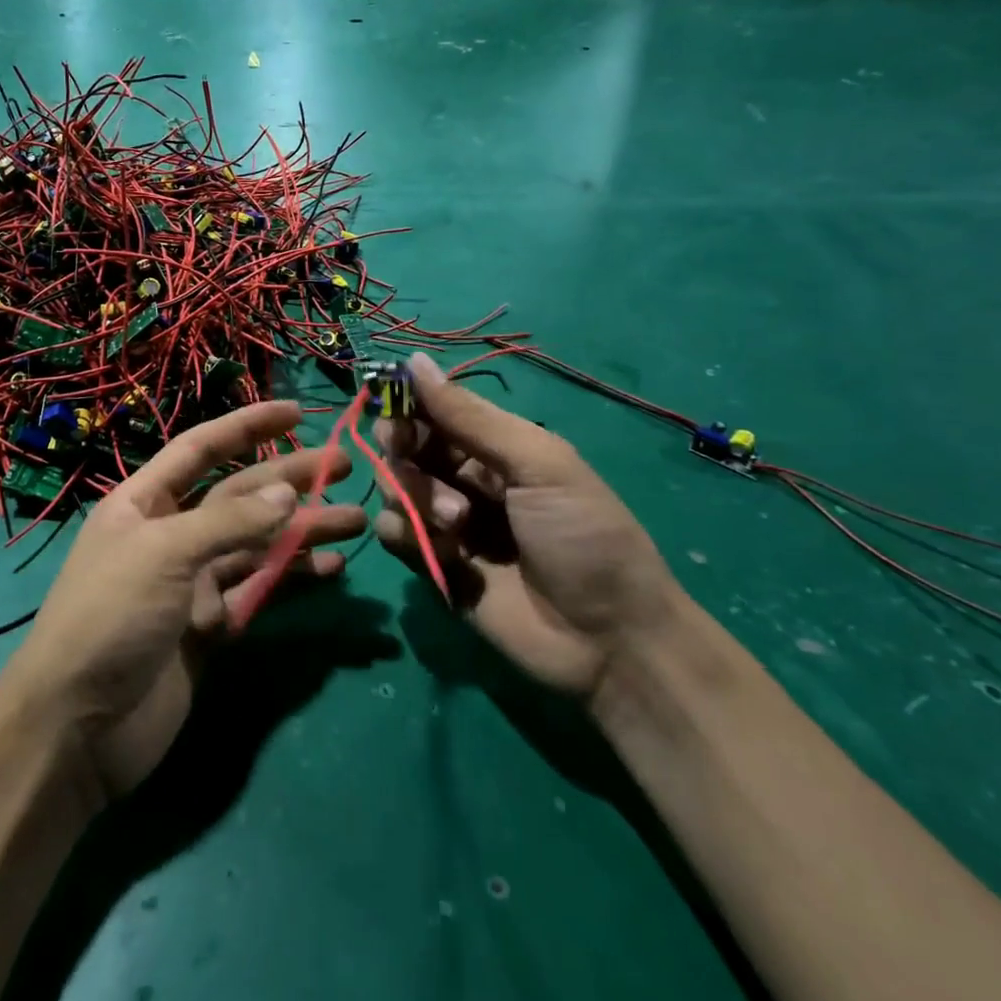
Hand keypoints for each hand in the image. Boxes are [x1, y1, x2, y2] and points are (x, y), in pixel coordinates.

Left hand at [2, 400, 365, 800]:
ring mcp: (191, 582)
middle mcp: (170, 534)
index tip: (298, 412)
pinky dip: (291, 579)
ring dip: (302, 531)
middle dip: (291, 479)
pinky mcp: (209, 628)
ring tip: (354, 520)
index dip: (249, 425)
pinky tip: (330, 570)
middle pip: (240, 495)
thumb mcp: (164, 553)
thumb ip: (229, 522)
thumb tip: (288, 494)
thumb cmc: (110, 617)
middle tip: (346, 466)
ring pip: (257, 545)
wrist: (75, 728)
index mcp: (145, 502)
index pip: (203, 448)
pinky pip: (257, 592)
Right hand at [373, 354, 683, 700]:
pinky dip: (404, 534)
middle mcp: (465, 478)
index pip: (434, 410)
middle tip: (409, 457)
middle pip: (406, 446)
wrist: (609, 640)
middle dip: (403, 450)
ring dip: (413, 495)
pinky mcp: (432, 564)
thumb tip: (415, 360)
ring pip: (395, 487)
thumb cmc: (584, 536)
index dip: (406, 404)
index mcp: (495, 446)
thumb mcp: (538, 464)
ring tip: (456, 523)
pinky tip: (440, 550)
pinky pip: (393, 533)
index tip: (390, 407)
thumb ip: (470, 417)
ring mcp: (446, 522)